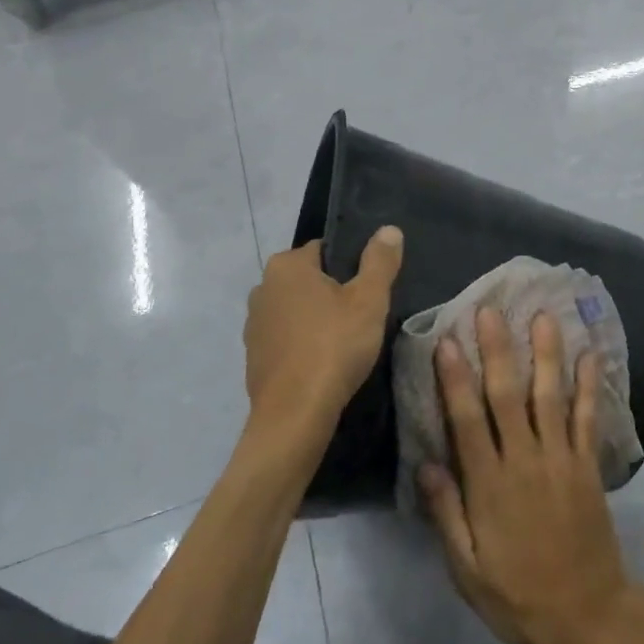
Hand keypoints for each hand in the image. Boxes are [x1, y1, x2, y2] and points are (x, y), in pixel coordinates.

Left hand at [243, 227, 402, 459]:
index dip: (351, 267)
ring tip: (345, 342)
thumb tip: (389, 229)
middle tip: (362, 316)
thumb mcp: (369, 299)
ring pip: (296, 310)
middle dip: (333, 293)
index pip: (325, 250)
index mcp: (286, 265)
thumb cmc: (334, 346)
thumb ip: (380, 261)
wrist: (295, 413)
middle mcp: (262, 287)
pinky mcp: (254, 356)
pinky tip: (324, 362)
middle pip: (309, 280)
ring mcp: (254, 324)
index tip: (369, 291)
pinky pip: (286, 338)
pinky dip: (303, 344)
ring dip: (317, 319)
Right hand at [421, 308, 635, 643]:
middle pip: (507, 395)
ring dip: (546, 353)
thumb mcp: (467, 569)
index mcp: (490, 484)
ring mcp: (561, 459)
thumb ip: (446, 514)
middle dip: (497, 350)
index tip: (446, 340)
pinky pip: (587, 417)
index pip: (467, 420)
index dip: (455, 378)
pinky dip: (589, 385)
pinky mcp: (587, 465)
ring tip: (543, 315)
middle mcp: (525, 460)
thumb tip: (426, 462)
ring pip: (550, 396)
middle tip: (489, 309)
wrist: (587, 614)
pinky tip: (590, 354)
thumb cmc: (518, 594)